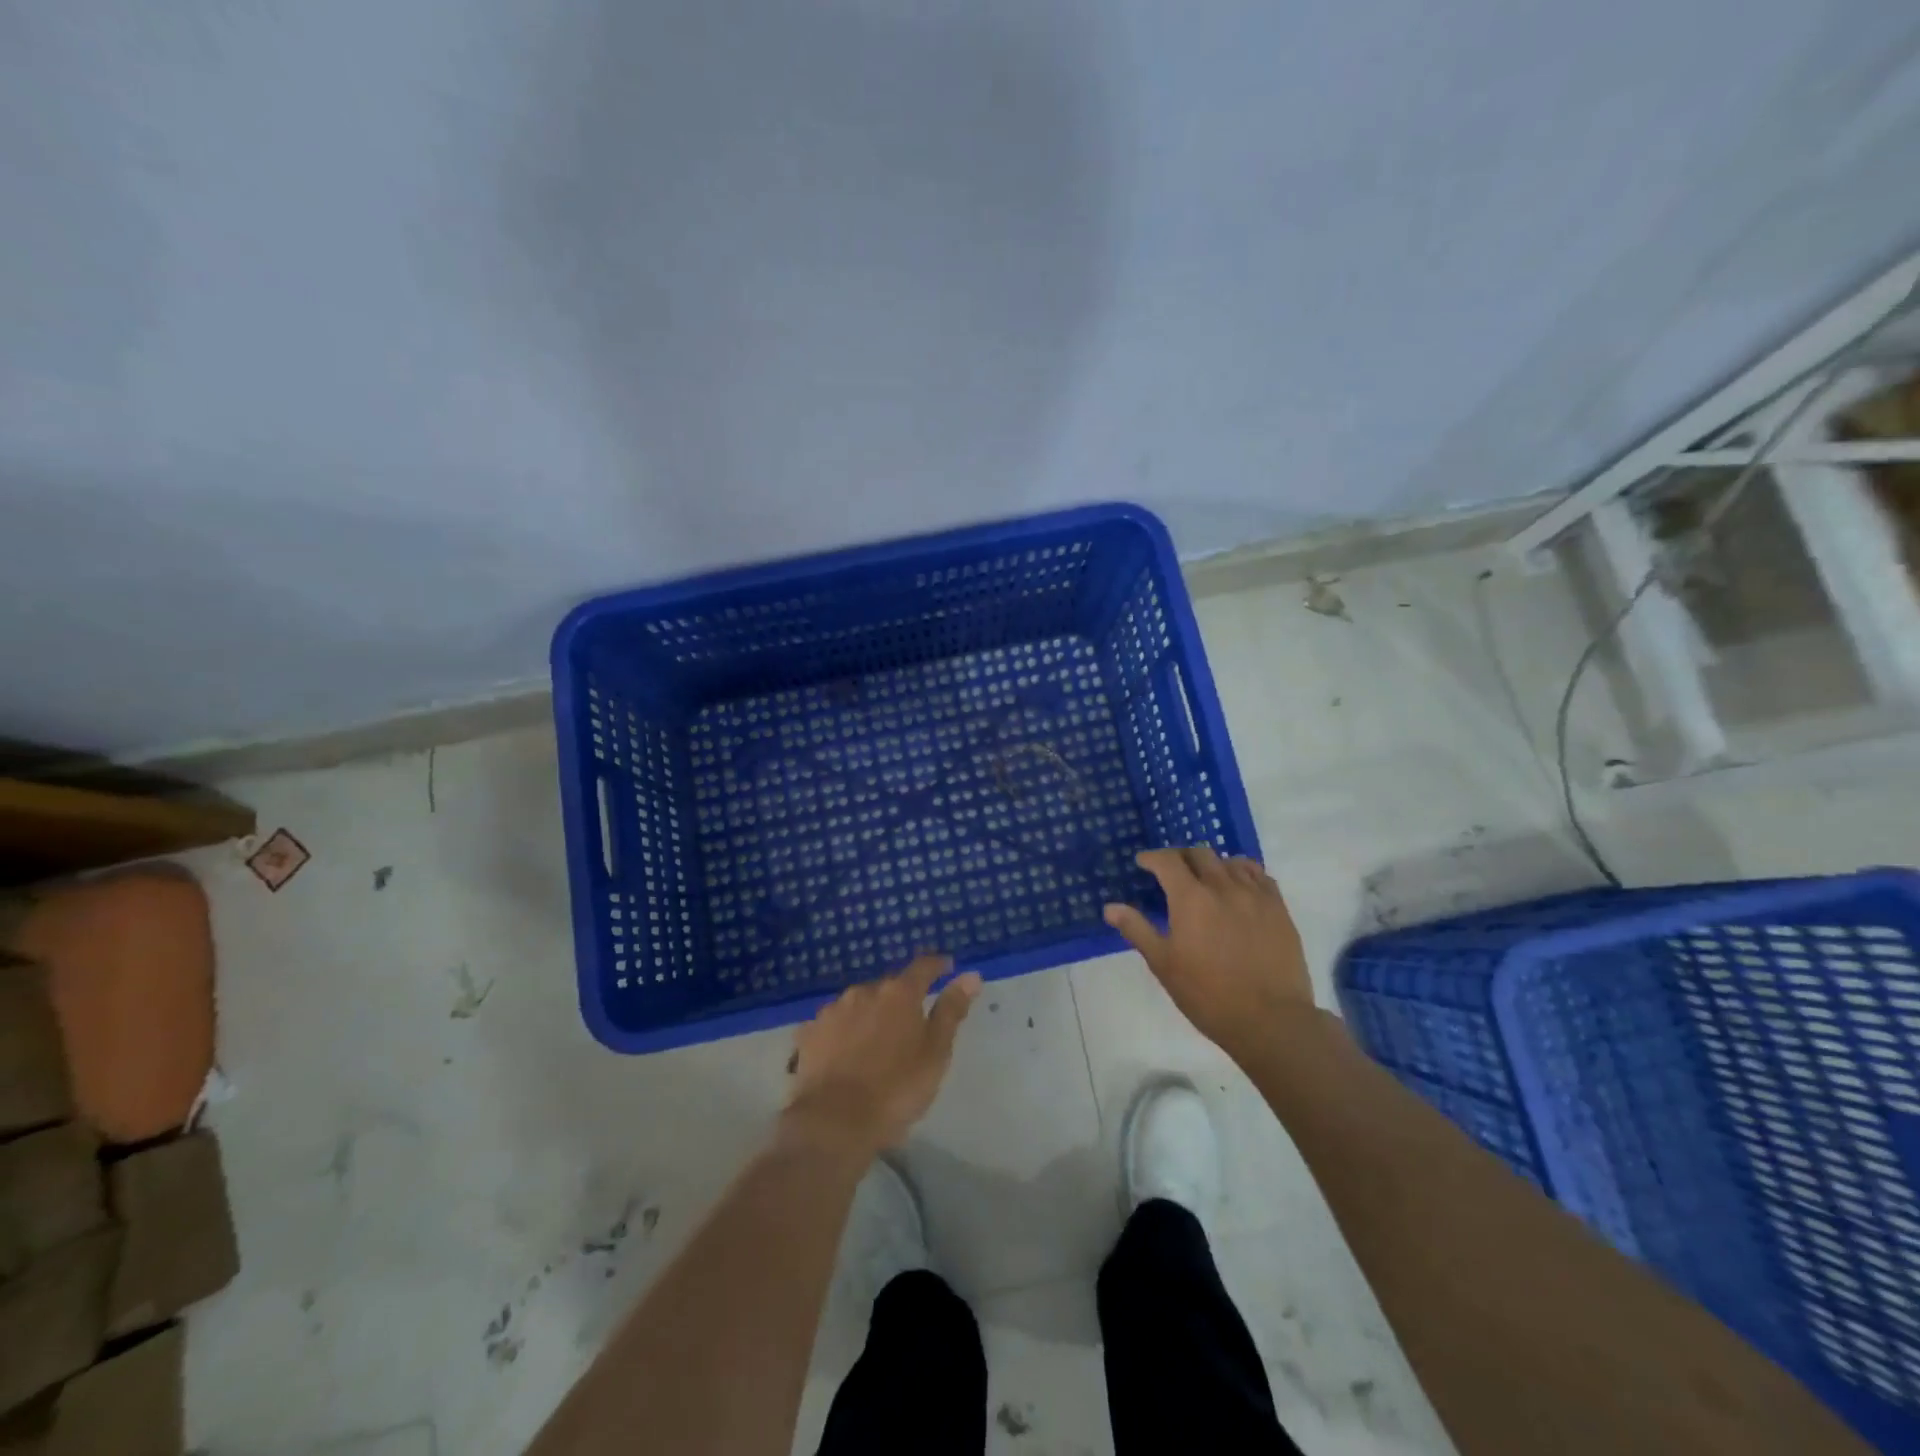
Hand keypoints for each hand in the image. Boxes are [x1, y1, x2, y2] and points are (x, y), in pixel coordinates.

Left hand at [785, 954, 982, 1157]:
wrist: (833, 1122)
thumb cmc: (895, 1089)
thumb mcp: (935, 1053)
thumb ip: (951, 1011)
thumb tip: (971, 975)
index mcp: (899, 994)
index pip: (923, 967)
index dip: (937, 966)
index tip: (947, 967)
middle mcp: (864, 991)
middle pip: (889, 987)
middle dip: (901, 998)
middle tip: (910, 1023)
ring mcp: (833, 1010)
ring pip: (859, 1004)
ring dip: (870, 1015)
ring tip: (876, 1042)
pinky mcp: (809, 1033)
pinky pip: (834, 1025)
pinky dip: (843, 1032)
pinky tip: (844, 1053)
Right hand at [1104, 847, 1318, 1061]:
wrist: (1270, 1020)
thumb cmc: (1208, 995)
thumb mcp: (1163, 964)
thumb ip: (1137, 929)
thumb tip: (1110, 907)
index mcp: (1191, 898)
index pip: (1167, 861)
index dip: (1152, 857)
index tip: (1143, 863)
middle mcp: (1223, 886)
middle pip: (1199, 853)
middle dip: (1180, 857)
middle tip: (1171, 871)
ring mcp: (1255, 895)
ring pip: (1230, 861)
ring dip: (1211, 864)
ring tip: (1205, 879)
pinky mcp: (1278, 908)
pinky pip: (1259, 875)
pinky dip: (1242, 872)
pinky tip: (1238, 885)